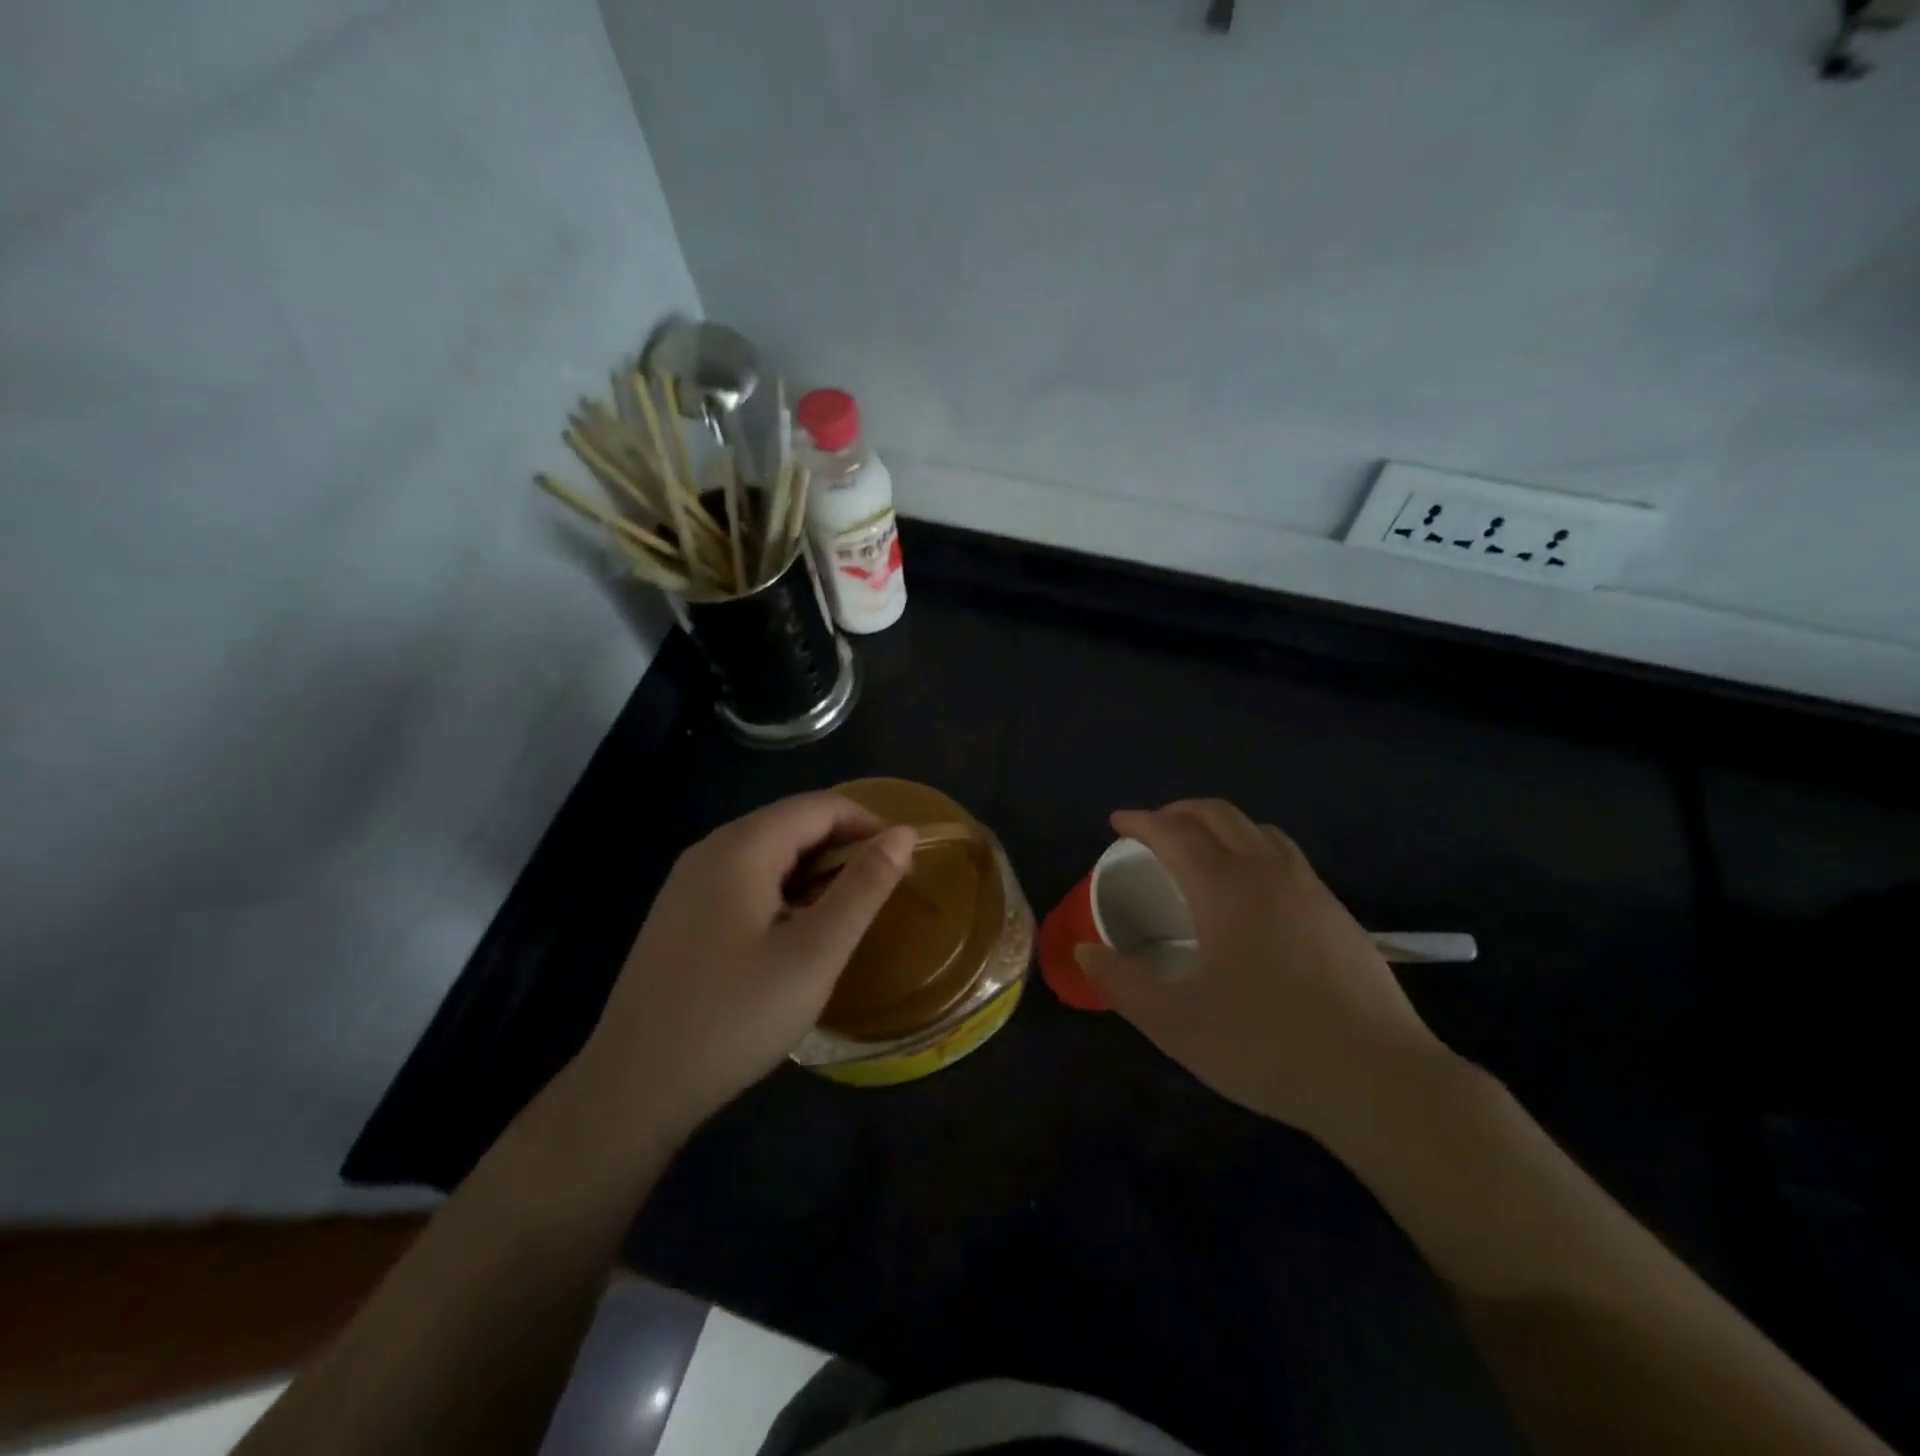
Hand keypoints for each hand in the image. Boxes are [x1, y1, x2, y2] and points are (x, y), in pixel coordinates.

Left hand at [575, 793, 913, 1137]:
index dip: (869, 825)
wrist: (633, 1088)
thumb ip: (864, 888)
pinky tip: (790, 938)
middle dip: (843, 849)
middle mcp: (709, 850)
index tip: (902, 866)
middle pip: (792, 824)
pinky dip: (782, 893)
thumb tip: (903, 834)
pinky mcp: (679, 914)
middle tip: (877, 898)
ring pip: (768, 853)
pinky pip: (743, 881)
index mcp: (741, 848)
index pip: (820, 806)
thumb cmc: (735, 1018)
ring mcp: (687, 883)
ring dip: (814, 873)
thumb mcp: (815, 954)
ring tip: (840, 921)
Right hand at [1077, 799, 1451, 1146]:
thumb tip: (1086, 951)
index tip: (1116, 823)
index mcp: (1225, 887)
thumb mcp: (1175, 1023)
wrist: (1379, 1080)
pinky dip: (1253, 848)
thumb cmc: (1266, 1044)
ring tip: (1199, 850)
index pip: (1174, 832)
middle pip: (1219, 815)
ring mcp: (1310, 889)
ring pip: (1259, 830)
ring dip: (1220, 825)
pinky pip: (1285, 856)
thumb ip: (1122, 983)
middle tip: (1152, 830)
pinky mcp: (1338, 913)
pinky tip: (1250, 891)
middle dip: (1179, 812)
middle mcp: (1268, 872)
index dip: (1141, 821)